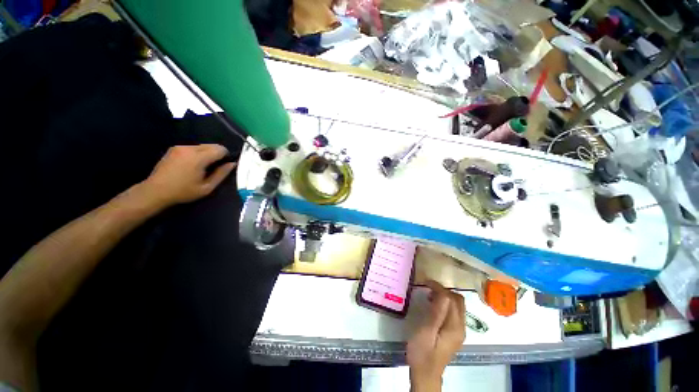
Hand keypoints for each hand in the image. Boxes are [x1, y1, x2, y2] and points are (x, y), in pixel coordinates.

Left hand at [138, 145, 235, 209]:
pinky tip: (193, 165)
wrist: (155, 191)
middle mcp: (189, 148)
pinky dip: (198, 153)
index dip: (226, 156)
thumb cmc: (183, 191)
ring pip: (203, 146)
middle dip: (217, 154)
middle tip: (214, 168)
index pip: (220, 149)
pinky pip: (193, 147)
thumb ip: (221, 174)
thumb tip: (233, 164)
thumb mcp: (207, 187)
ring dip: (207, 154)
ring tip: (203, 167)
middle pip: (212, 145)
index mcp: (198, 158)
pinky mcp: (174, 148)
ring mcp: (180, 147)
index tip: (224, 166)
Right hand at [407, 280, 465, 391]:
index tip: (425, 282)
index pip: (452, 299)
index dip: (439, 288)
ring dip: (444, 296)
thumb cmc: (422, 353)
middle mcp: (461, 327)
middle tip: (428, 288)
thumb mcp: (426, 332)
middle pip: (458, 301)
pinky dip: (444, 304)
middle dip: (444, 290)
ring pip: (456, 305)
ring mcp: (458, 331)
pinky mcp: (453, 333)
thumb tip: (442, 293)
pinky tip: (433, 306)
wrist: (425, 374)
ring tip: (429, 295)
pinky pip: (453, 312)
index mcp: (454, 326)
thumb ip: (436, 313)